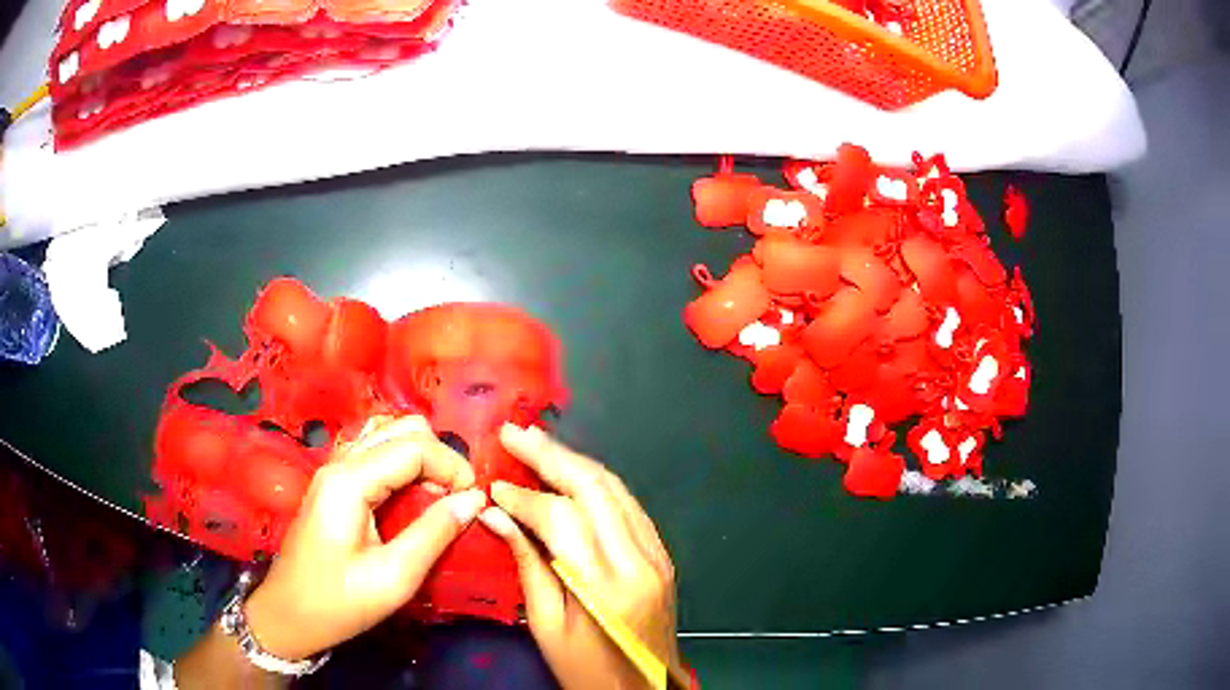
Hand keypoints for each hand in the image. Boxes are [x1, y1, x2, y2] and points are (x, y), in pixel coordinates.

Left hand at [244, 415, 486, 660]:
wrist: (288, 615)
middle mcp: (339, 463)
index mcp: (349, 482)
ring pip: (387, 433)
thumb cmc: (339, 603)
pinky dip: (402, 462)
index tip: (475, 500)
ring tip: (439, 495)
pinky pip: (374, 451)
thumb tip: (475, 499)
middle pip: (401, 428)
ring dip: (421, 456)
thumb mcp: (394, 578)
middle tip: (458, 499)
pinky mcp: (333, 483)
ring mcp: (333, 470)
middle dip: (439, 457)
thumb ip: (435, 533)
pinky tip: (412, 493)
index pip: (413, 446)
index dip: (452, 466)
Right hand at [479, 424, 678, 689]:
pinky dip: (597, 483)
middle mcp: (640, 561)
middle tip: (513, 433)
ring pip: (616, 489)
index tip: (492, 485)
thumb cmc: (586, 669)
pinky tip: (570, 474)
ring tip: (536, 444)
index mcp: (606, 587)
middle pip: (595, 489)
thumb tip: (495, 514)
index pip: (562, 519)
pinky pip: (628, 506)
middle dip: (550, 456)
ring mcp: (657, 555)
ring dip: (574, 462)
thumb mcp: (545, 626)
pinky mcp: (662, 555)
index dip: (523, 497)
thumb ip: (526, 565)